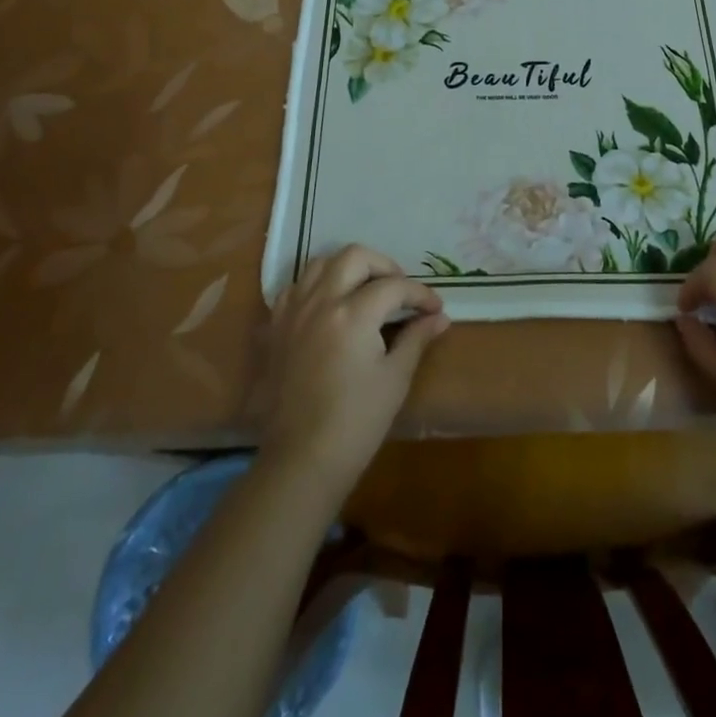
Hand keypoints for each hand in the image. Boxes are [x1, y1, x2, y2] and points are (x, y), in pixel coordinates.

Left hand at [257, 246, 449, 492]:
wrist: (301, 460)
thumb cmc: (356, 422)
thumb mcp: (395, 379)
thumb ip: (416, 338)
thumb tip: (439, 317)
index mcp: (353, 314)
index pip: (394, 286)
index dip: (420, 294)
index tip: (435, 308)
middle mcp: (321, 301)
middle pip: (355, 256)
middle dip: (384, 266)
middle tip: (400, 291)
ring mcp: (293, 312)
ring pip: (321, 263)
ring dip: (349, 268)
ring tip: (366, 289)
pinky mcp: (276, 327)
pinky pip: (296, 287)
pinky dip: (317, 285)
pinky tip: (330, 305)